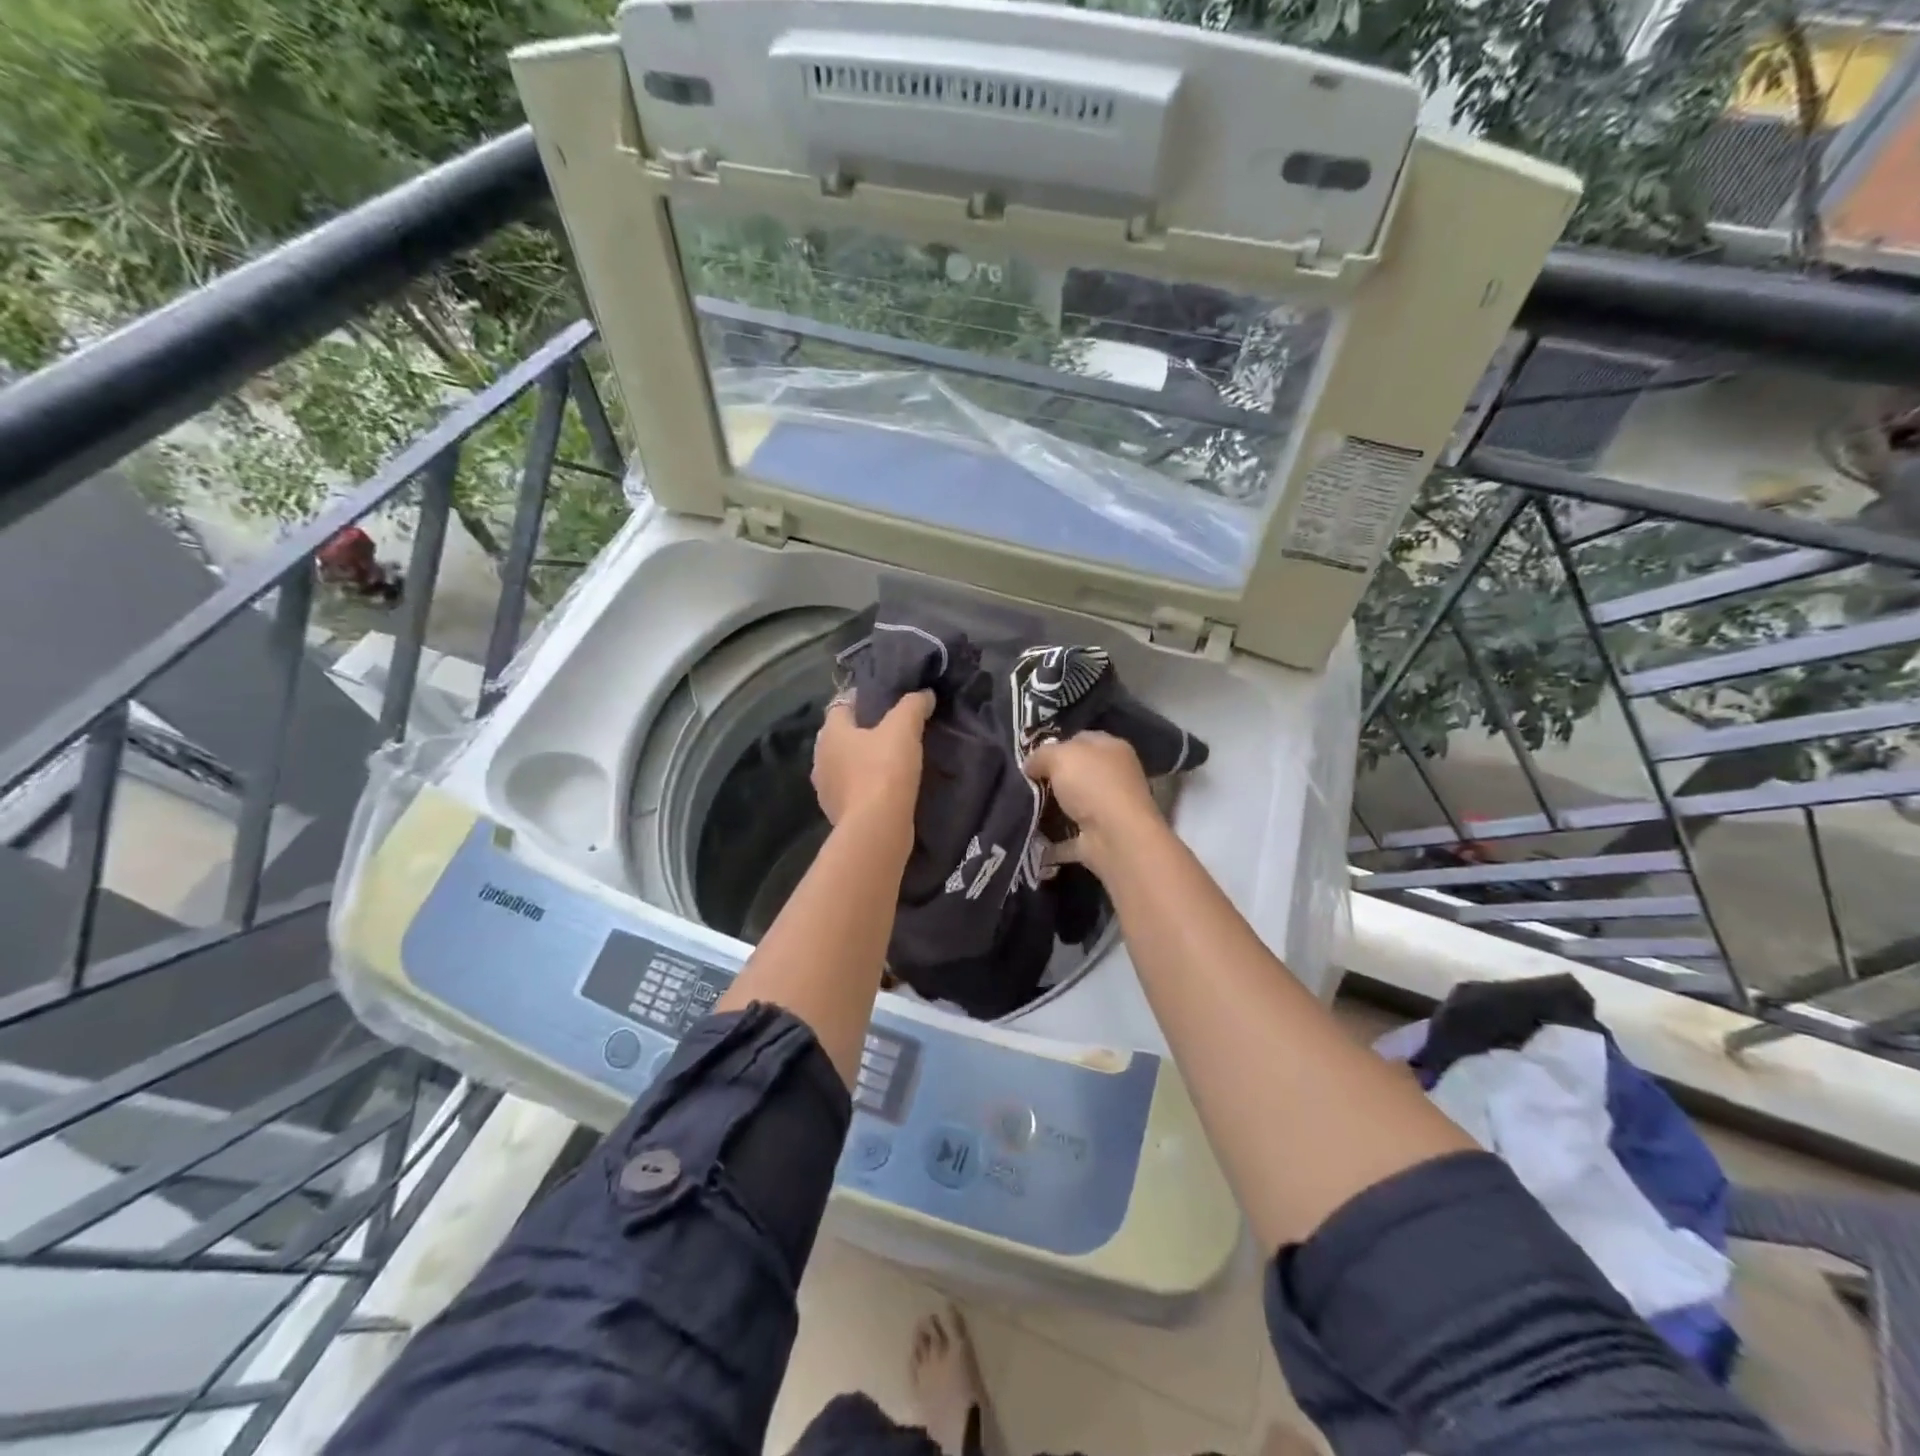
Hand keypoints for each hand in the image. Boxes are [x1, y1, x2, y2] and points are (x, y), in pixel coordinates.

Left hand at [812, 690, 933, 830]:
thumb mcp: (904, 729)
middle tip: (892, 731)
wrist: (876, 828)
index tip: (885, 701)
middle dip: (862, 732)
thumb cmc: (884, 770)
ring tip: (891, 761)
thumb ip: (913, 706)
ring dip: (862, 762)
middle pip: (841, 737)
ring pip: (845, 766)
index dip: (861, 700)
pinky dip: (865, 786)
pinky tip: (886, 788)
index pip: (841, 705)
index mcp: (830, 732)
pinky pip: (852, 791)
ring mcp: (826, 790)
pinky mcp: (837, 814)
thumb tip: (925, 694)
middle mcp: (820, 758)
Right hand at [1023, 732, 1163, 875]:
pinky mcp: (1100, 839)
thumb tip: (1029, 765)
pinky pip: (1069, 838)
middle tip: (1023, 783)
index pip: (1081, 739)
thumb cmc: (1092, 786)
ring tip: (1020, 808)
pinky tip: (1030, 837)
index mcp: (1112, 749)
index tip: (1031, 757)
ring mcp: (1108, 810)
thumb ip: (1041, 755)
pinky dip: (1052, 841)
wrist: (1117, 838)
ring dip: (1051, 809)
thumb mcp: (1060, 756)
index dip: (1055, 745)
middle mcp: (1115, 777)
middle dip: (1051, 778)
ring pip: (1073, 805)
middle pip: (1077, 773)